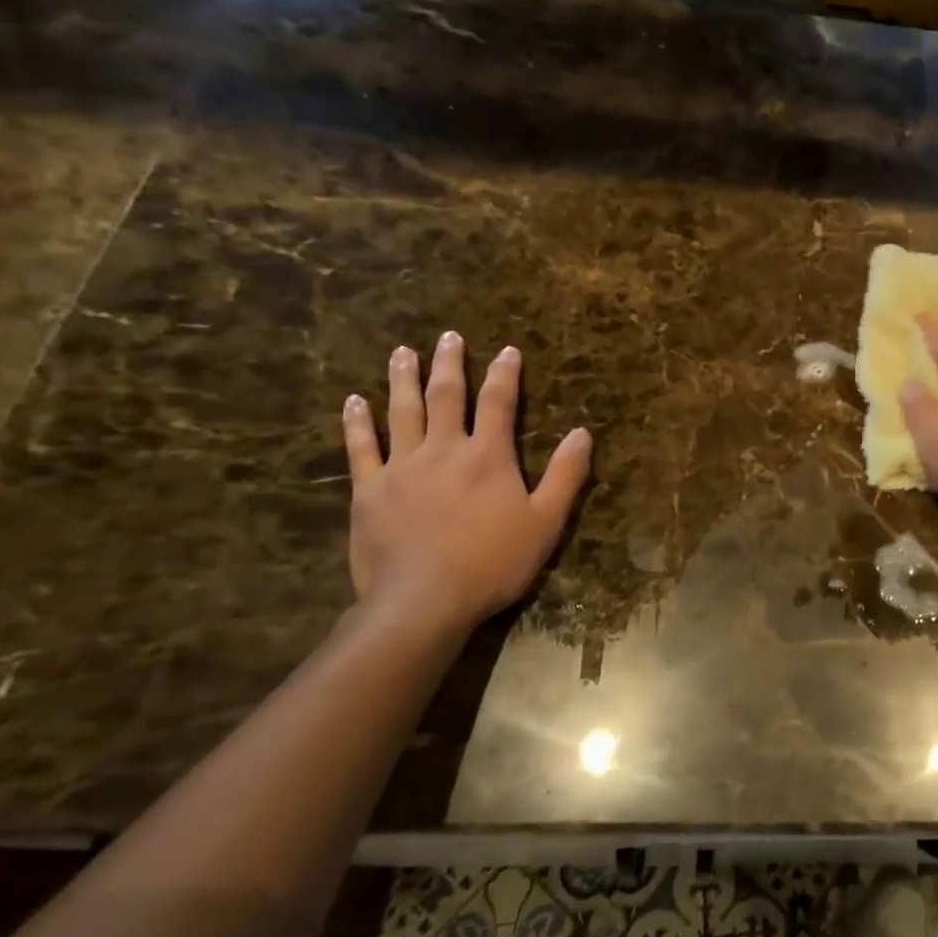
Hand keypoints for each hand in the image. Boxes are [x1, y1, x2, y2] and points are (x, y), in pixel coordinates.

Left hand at [342, 332, 591, 630]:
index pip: (498, 403)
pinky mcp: (370, 490)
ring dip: (403, 379)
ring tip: (402, 352)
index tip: (507, 350)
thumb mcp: (546, 522)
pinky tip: (353, 401)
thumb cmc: (493, 562)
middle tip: (447, 336)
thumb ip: (566, 475)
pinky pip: (361, 448)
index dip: (505, 374)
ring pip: (401, 412)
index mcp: (488, 456)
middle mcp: (444, 449)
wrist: (425, 600)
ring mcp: (402, 467)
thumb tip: (583, 433)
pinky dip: (357, 422)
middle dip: (450, 364)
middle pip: (446, 396)